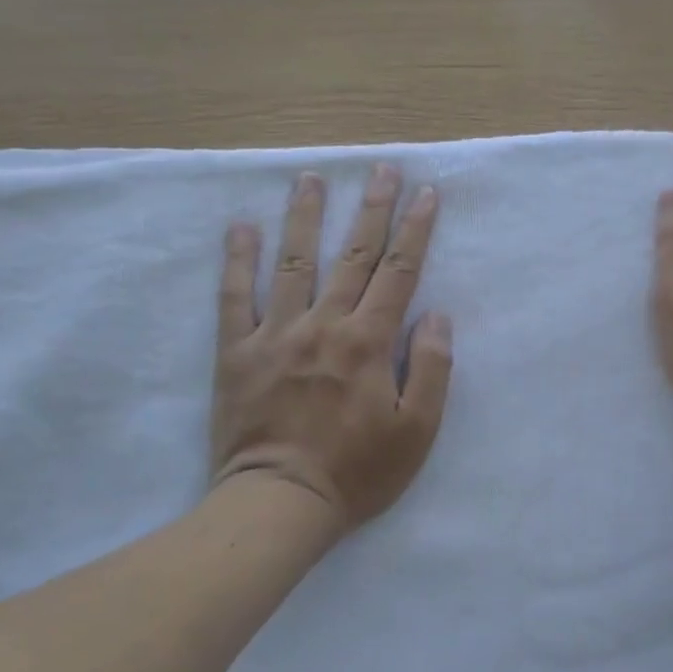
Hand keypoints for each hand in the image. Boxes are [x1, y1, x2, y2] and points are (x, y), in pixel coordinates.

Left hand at [210, 165, 452, 533]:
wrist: (279, 503)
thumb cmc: (357, 472)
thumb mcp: (417, 431)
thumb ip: (432, 368)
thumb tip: (437, 315)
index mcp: (368, 342)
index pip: (399, 273)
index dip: (415, 230)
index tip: (426, 193)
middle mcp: (324, 325)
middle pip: (353, 255)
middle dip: (372, 208)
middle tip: (382, 168)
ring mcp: (276, 334)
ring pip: (294, 262)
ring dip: (305, 217)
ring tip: (311, 178)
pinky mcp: (237, 352)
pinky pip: (235, 297)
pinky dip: (239, 260)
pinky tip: (242, 227)